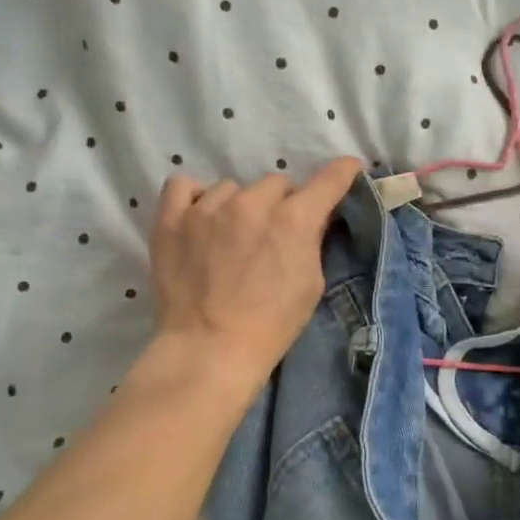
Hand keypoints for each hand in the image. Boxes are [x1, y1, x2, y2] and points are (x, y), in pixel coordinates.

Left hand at [149, 158, 363, 385]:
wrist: (209, 349)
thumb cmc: (271, 325)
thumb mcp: (310, 285)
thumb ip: (312, 241)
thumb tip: (311, 218)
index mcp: (292, 220)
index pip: (327, 180)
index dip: (342, 173)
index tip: (348, 170)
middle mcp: (251, 203)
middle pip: (276, 183)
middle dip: (279, 205)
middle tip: (272, 235)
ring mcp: (207, 208)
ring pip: (232, 188)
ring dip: (238, 206)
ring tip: (229, 238)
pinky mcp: (171, 220)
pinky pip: (183, 186)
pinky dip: (195, 198)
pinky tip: (199, 220)